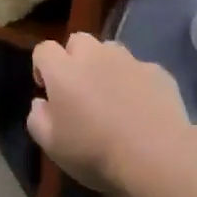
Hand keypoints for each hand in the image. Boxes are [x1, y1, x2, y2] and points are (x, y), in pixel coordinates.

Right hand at [28, 34, 189, 191]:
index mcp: (64, 71)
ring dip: (105, 66)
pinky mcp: (158, 72)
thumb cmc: (95, 152)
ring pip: (110, 50)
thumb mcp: (51, 145)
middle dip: (74, 59)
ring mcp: (130, 61)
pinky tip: (142, 107)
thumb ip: (37, 118)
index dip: (42, 67)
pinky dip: (135, 82)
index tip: (48, 92)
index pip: (44, 50)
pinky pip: (139, 69)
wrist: (157, 156)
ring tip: (112, 95)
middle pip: (78, 41)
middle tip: (80, 90)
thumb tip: (41, 103)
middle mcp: (95, 56)